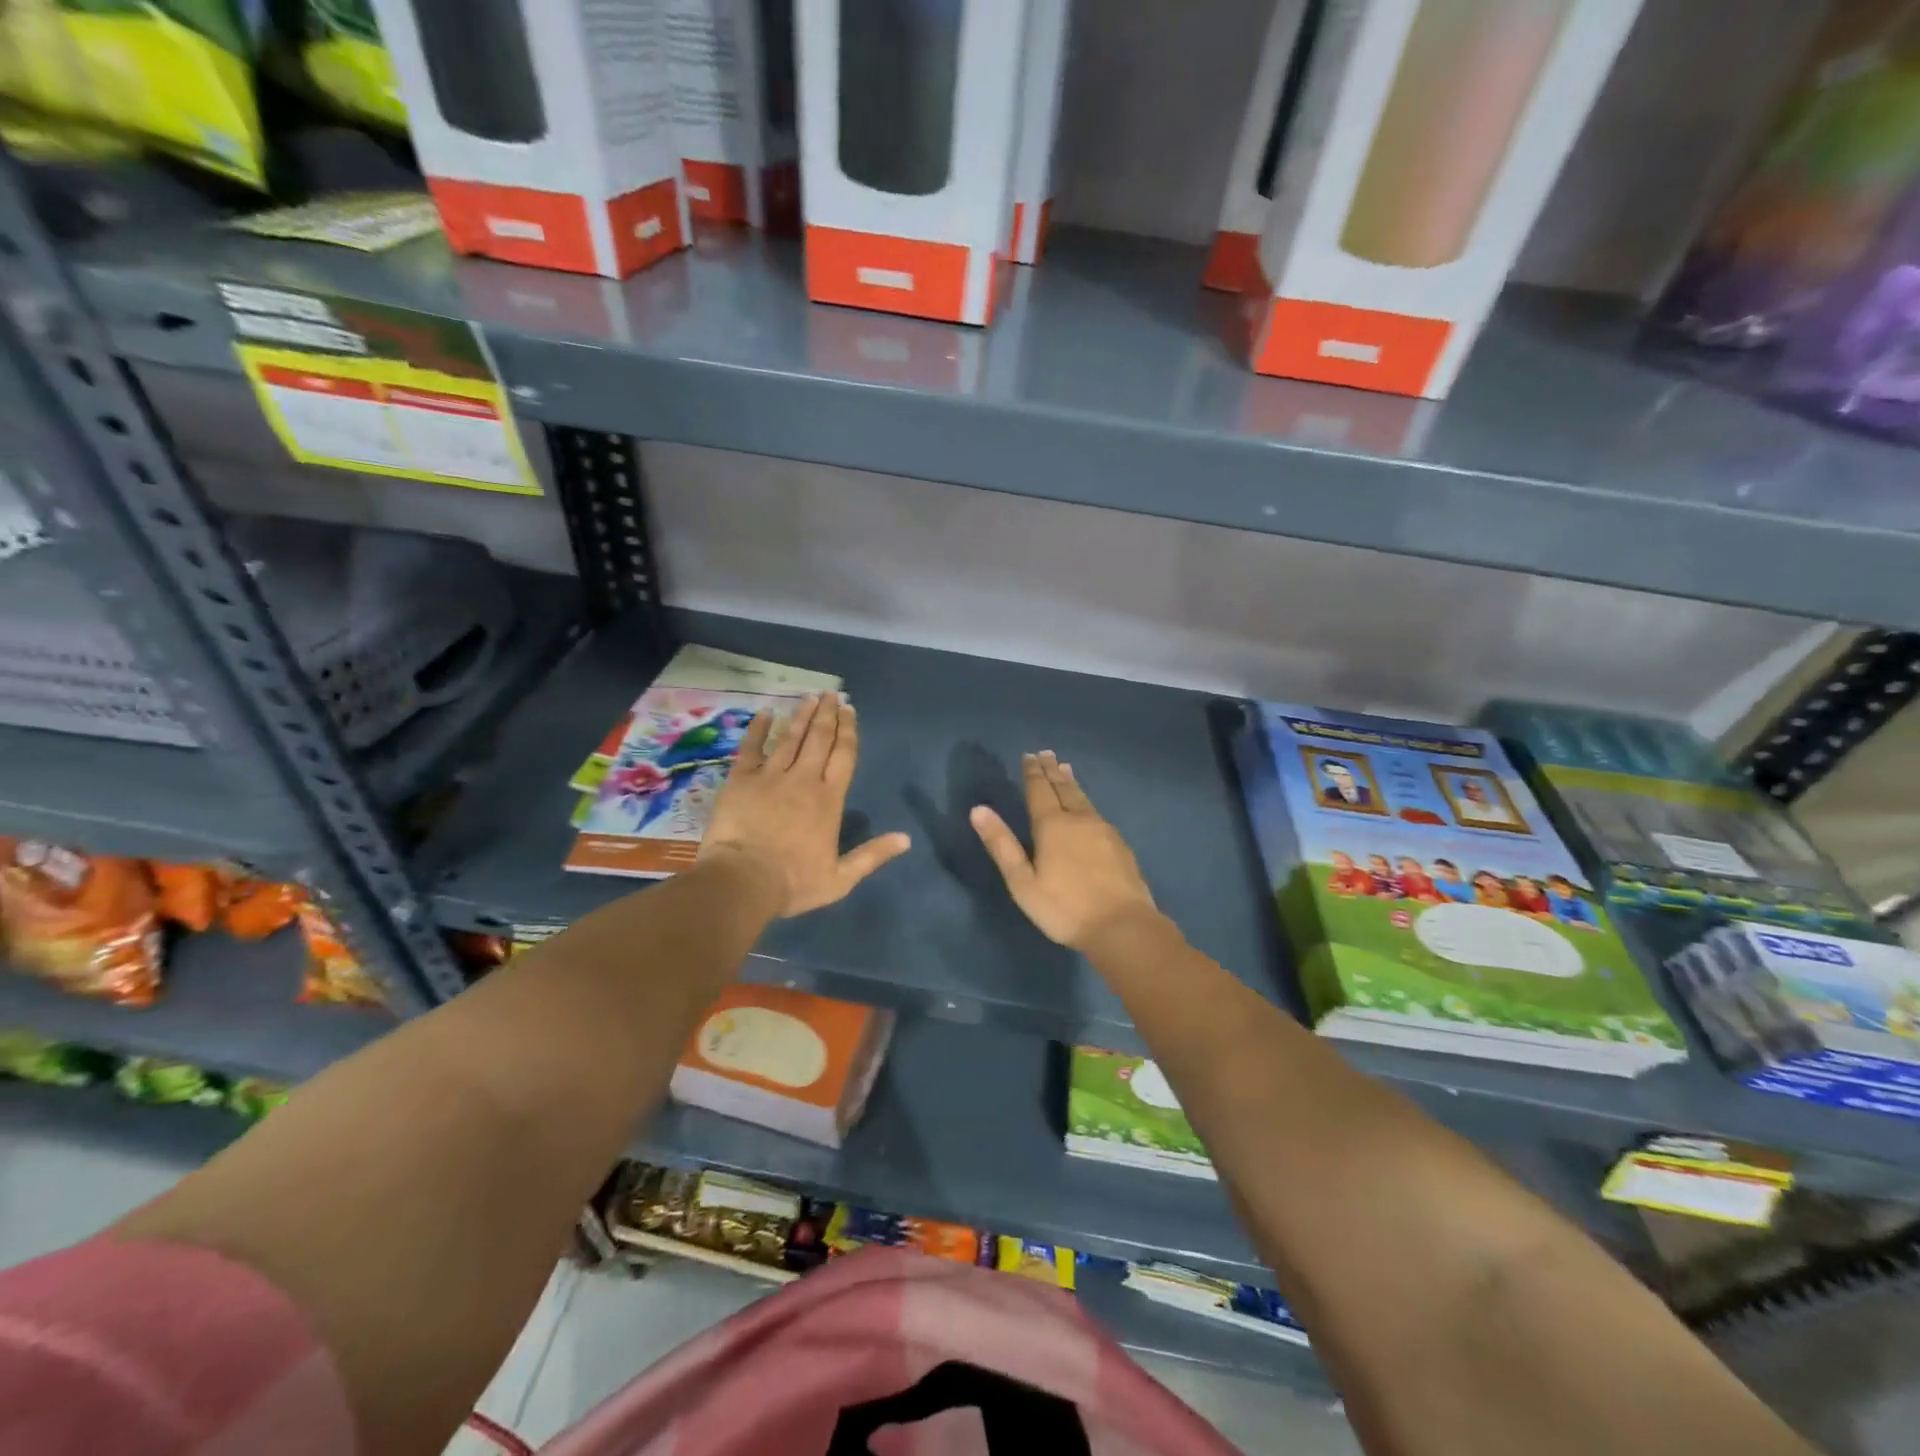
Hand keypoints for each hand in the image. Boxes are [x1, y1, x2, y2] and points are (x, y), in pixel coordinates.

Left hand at [701, 693, 910, 916]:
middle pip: (819, 738)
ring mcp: (770, 776)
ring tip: (810, 697)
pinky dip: (758, 729)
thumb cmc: (793, 882)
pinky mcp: (741, 779)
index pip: (843, 755)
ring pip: (790, 737)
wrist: (742, 881)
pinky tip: (765, 713)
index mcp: (830, 799)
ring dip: (801, 715)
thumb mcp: (841, 878)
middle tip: (832, 694)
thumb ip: (872, 855)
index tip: (849, 710)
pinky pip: (751, 747)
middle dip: (827, 714)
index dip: (848, 731)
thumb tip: (906, 839)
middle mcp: (803, 779)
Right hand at [970, 751, 1157, 949]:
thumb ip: (1001, 844)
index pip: (1039, 790)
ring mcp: (1103, 831)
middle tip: (1046, 753)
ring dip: (1071, 781)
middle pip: (1064, 788)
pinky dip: (1086, 800)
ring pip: (1083, 798)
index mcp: (1052, 826)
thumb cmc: (1064, 908)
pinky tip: (1088, 807)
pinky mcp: (1120, 845)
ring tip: (1066, 768)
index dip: (1033, 773)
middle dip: (1052, 771)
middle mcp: (1079, 820)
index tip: (1029, 756)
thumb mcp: (1022, 882)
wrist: (1122, 926)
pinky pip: (1097, 812)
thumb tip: (978, 809)